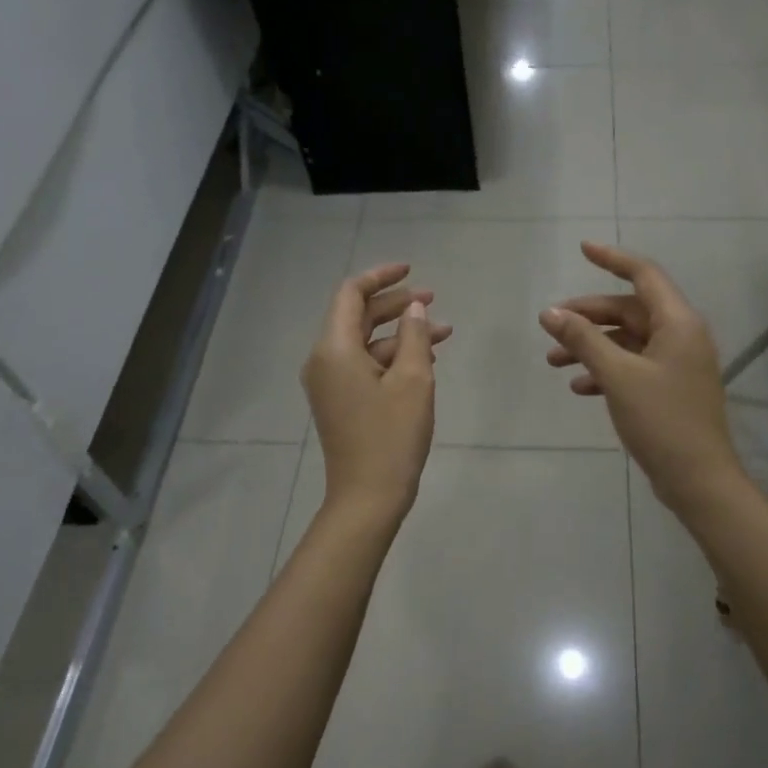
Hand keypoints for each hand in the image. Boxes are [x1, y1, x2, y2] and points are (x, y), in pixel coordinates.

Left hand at [303, 263, 451, 523]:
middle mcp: (324, 360)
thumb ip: (415, 336)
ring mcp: (330, 383)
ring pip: (366, 343)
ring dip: (402, 334)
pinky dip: (393, 358)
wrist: (368, 497)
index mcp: (334, 348)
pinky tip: (426, 361)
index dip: (381, 276)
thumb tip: (414, 308)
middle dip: (396, 305)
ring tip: (443, 334)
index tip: (412, 270)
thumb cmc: (392, 436)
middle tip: (433, 300)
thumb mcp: (414, 380)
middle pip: (358, 316)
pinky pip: (364, 365)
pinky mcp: (340, 401)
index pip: (351, 294)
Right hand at [540, 242, 744, 513]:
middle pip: (629, 310)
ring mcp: (676, 363)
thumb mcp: (617, 376)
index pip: (643, 275)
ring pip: (627, 340)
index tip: (582, 249)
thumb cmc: (661, 420)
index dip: (612, 259)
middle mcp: (681, 335)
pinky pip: (632, 366)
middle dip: (588, 316)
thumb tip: (550, 312)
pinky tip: (579, 387)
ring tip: (553, 362)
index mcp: (678, 322)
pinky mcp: (669, 388)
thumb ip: (584, 339)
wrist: (698, 479)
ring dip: (591, 346)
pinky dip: (605, 370)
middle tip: (550, 325)